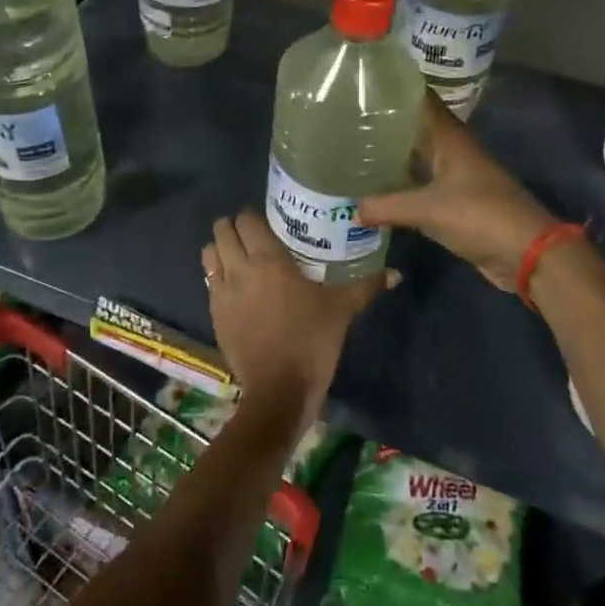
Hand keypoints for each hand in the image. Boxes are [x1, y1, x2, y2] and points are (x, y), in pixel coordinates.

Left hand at [201, 211, 386, 433]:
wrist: (279, 390)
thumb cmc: (312, 342)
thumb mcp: (342, 310)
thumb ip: (366, 286)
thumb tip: (395, 273)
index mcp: (269, 259)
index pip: (247, 218)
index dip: (254, 216)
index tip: (269, 223)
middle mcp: (240, 268)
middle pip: (222, 229)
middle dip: (234, 227)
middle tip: (253, 237)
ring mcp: (222, 292)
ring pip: (209, 253)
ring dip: (220, 249)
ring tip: (239, 258)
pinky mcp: (214, 314)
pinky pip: (209, 282)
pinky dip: (218, 277)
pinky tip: (236, 289)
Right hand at [358, 92, 555, 290]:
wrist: (527, 254)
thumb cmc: (480, 216)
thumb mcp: (428, 209)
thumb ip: (386, 206)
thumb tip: (351, 209)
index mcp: (450, 137)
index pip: (420, 99)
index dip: (395, 87)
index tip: (362, 82)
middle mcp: (452, 150)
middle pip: (416, 127)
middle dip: (385, 122)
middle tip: (345, 118)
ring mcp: (456, 175)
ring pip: (418, 156)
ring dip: (392, 153)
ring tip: (353, 149)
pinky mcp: (456, 201)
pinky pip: (421, 184)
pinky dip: (401, 183)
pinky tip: (376, 187)